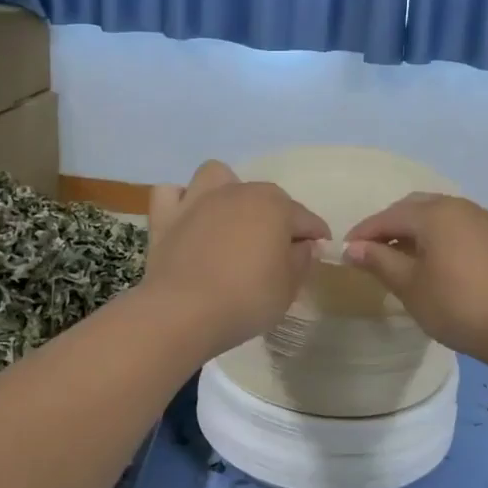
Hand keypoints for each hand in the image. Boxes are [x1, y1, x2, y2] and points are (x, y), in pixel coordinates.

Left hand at [142, 161, 330, 357]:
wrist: (183, 312)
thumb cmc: (247, 299)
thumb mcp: (289, 287)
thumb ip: (302, 260)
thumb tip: (305, 244)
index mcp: (275, 207)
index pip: (305, 218)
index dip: (316, 234)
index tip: (320, 248)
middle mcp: (238, 192)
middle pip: (266, 196)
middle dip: (277, 216)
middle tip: (278, 248)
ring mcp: (199, 200)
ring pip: (217, 176)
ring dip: (227, 190)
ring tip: (231, 218)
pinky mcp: (166, 217)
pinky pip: (171, 193)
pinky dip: (180, 201)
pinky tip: (189, 220)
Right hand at [343, 193, 487, 367]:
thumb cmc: (457, 304)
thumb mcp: (410, 285)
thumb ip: (379, 261)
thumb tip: (352, 248)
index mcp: (434, 213)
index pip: (388, 216)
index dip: (364, 233)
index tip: (344, 251)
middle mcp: (458, 206)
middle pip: (414, 207)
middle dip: (389, 225)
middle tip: (370, 251)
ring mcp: (481, 219)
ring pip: (437, 215)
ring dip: (413, 230)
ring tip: (398, 257)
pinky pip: (455, 226)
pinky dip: (436, 236)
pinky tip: (431, 261)